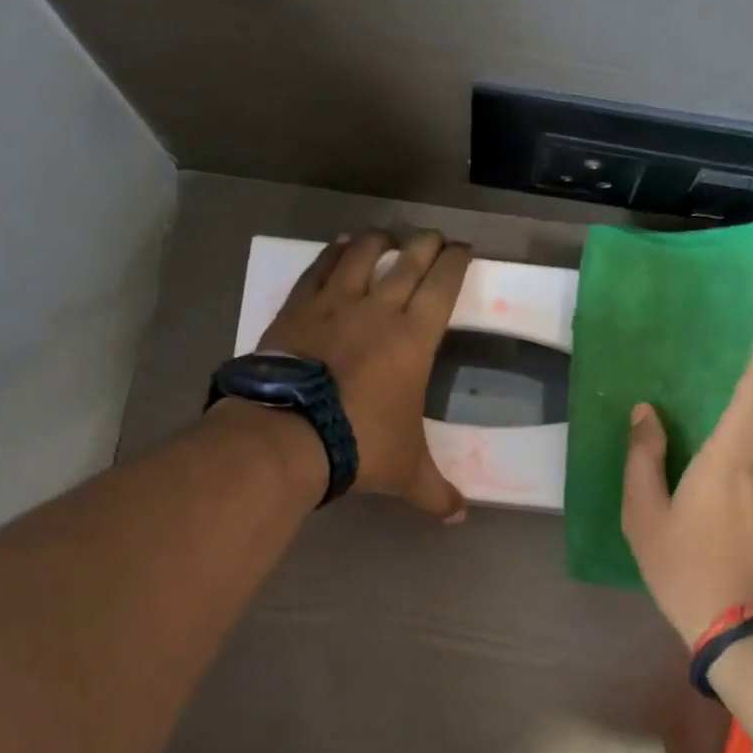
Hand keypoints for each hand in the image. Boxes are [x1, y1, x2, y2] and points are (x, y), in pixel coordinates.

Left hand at [259, 229, 473, 520]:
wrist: (288, 435)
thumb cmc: (360, 445)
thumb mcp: (406, 472)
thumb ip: (436, 492)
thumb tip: (461, 517)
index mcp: (414, 337)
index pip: (444, 284)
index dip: (457, 261)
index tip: (464, 249)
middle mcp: (379, 308)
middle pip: (409, 259)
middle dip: (426, 243)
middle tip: (434, 237)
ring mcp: (335, 303)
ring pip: (362, 254)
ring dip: (379, 240)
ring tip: (386, 235)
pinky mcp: (298, 308)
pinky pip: (320, 269)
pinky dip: (333, 253)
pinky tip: (339, 246)